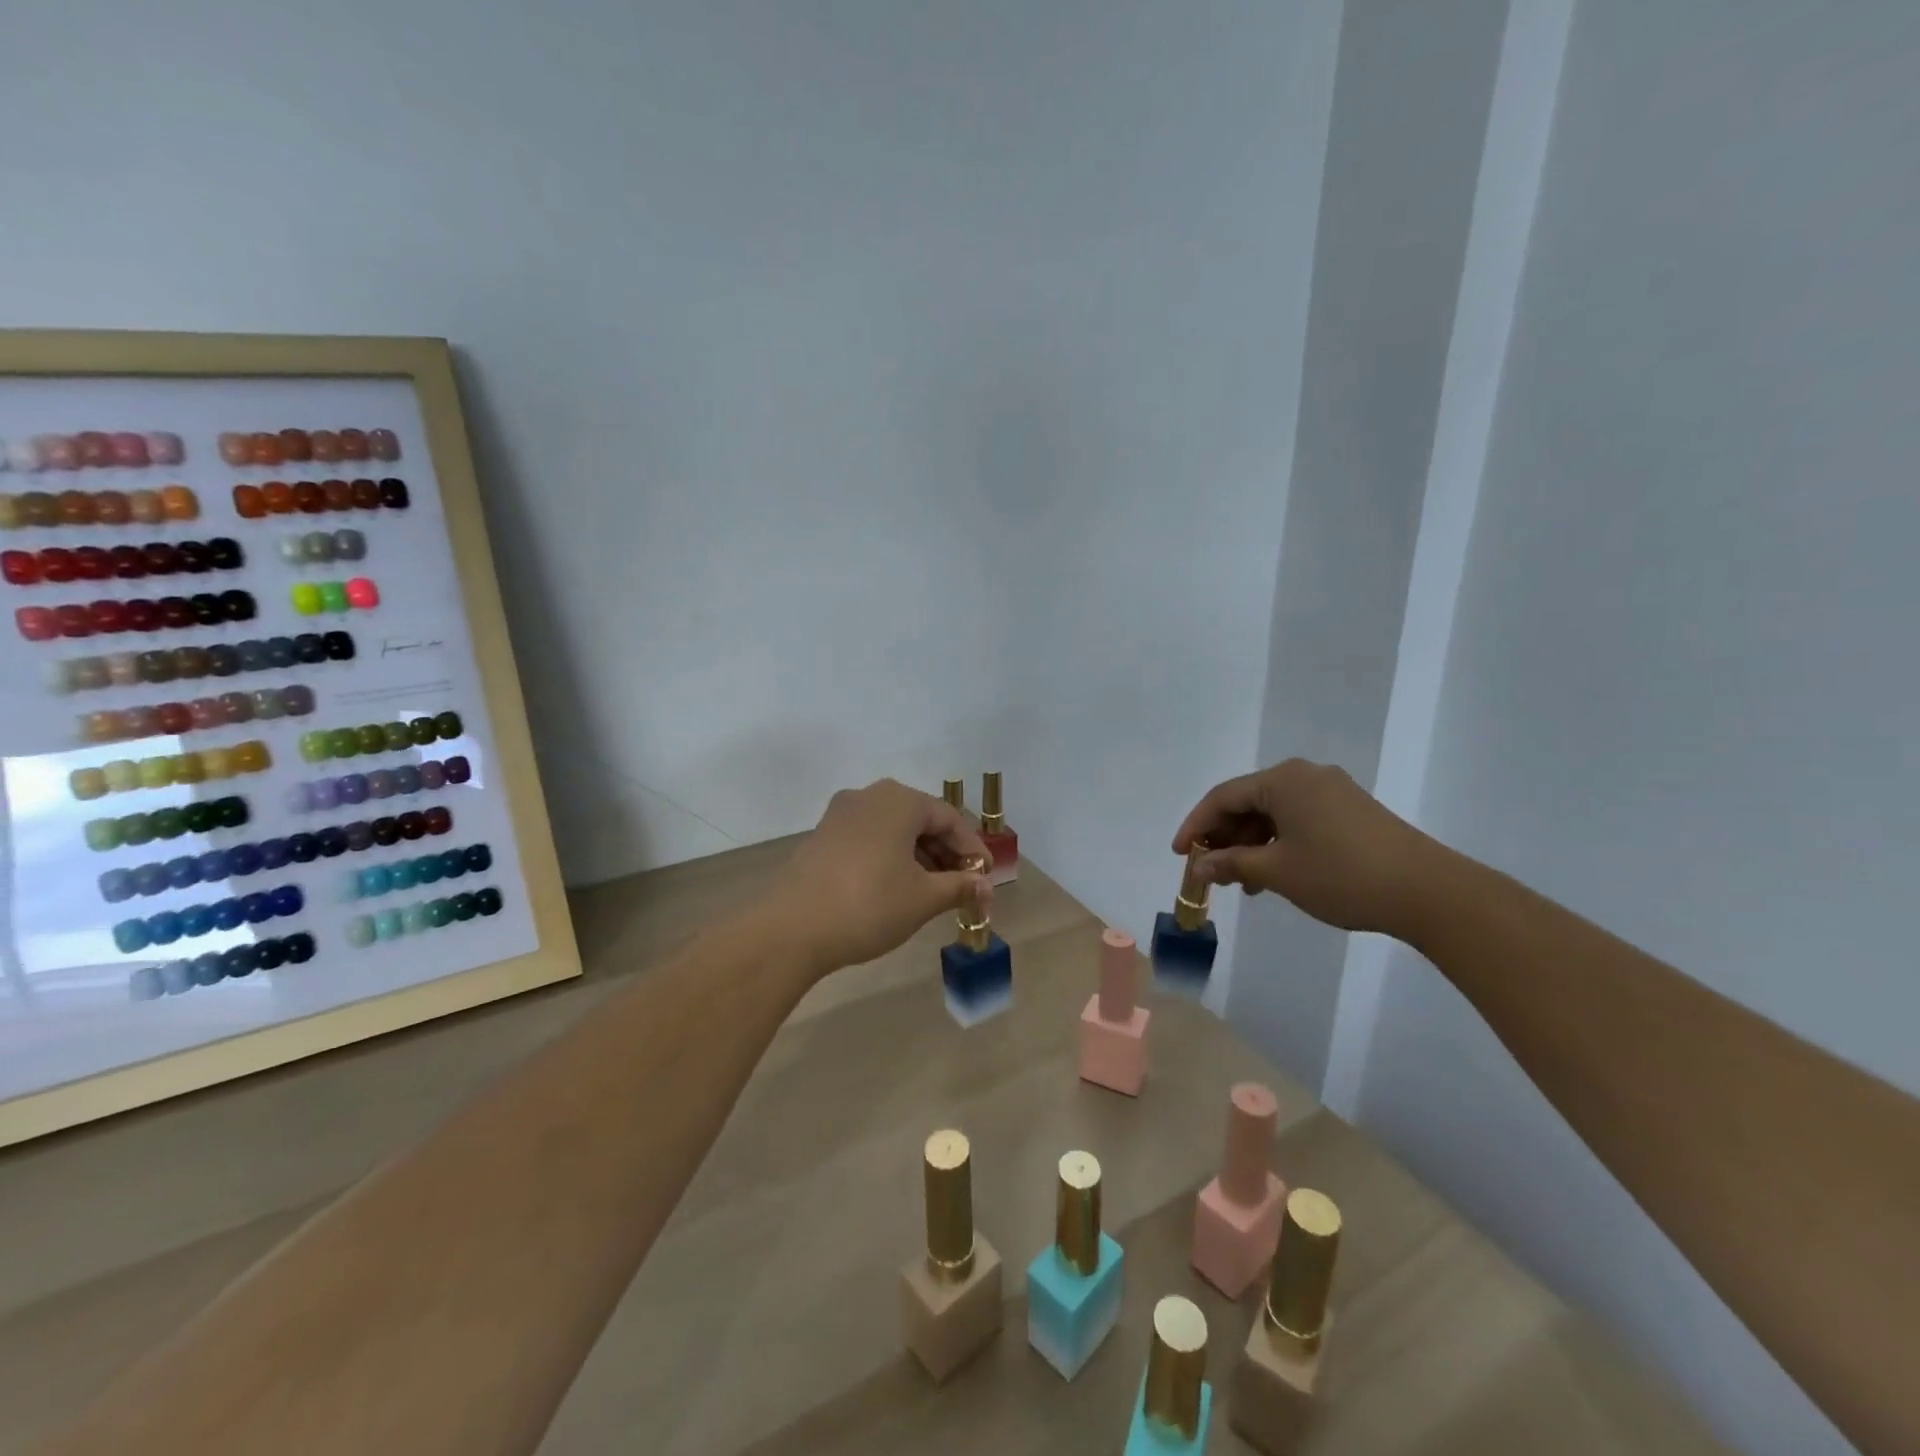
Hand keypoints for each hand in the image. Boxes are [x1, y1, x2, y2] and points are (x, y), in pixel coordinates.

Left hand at [766, 779, 993, 977]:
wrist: (791, 929)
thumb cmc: (869, 905)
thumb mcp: (923, 898)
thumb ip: (960, 887)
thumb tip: (985, 887)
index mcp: (899, 800)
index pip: (949, 818)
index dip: (972, 849)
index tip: (986, 878)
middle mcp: (869, 796)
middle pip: (920, 819)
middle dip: (946, 852)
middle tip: (963, 885)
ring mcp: (841, 814)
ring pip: (893, 829)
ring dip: (919, 856)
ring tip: (933, 891)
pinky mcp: (822, 835)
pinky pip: (869, 838)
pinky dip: (891, 857)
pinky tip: (897, 887)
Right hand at [1171, 758, 1436, 934]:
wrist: (1429, 892)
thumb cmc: (1342, 875)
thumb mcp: (1277, 872)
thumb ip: (1231, 863)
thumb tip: (1200, 867)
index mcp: (1283, 780)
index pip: (1223, 797)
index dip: (1195, 826)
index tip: (1180, 856)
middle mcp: (1305, 776)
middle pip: (1248, 802)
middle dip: (1224, 837)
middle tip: (1209, 871)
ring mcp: (1332, 792)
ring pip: (1273, 814)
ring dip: (1250, 844)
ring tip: (1241, 882)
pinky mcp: (1351, 811)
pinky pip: (1298, 820)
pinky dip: (1278, 844)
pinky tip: (1273, 875)